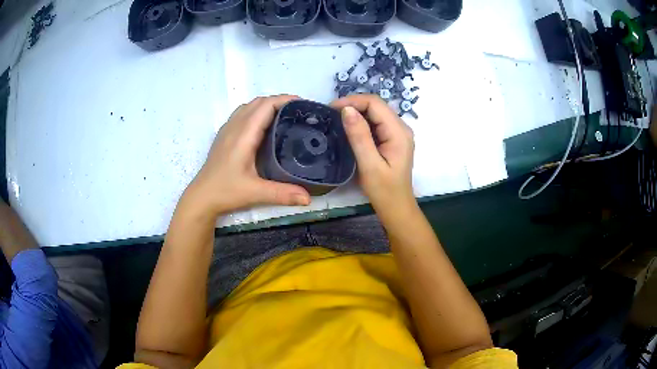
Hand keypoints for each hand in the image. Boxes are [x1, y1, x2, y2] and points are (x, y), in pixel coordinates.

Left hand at [186, 95, 310, 216]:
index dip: (285, 100)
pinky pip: (242, 113)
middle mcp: (235, 126)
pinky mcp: (224, 135)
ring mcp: (227, 129)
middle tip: (298, 113)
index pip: (266, 105)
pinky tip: (263, 127)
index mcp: (244, 135)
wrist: (201, 197)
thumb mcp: (255, 193)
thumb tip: (308, 199)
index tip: (303, 105)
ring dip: (267, 105)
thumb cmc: (225, 191)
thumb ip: (283, 194)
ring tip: (284, 116)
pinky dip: (256, 112)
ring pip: (249, 106)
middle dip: (279, 101)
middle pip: (258, 102)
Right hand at [331, 95, 414, 212]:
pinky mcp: (391, 139)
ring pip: (374, 113)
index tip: (331, 109)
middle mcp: (401, 127)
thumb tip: (346, 110)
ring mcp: (397, 133)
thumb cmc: (384, 190)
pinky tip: (348, 129)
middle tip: (330, 115)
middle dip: (353, 106)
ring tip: (335, 121)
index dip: (353, 101)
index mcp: (399, 132)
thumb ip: (359, 136)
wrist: (396, 207)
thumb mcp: (369, 165)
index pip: (375, 104)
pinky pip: (375, 123)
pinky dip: (360, 122)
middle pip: (375, 106)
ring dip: (355, 113)